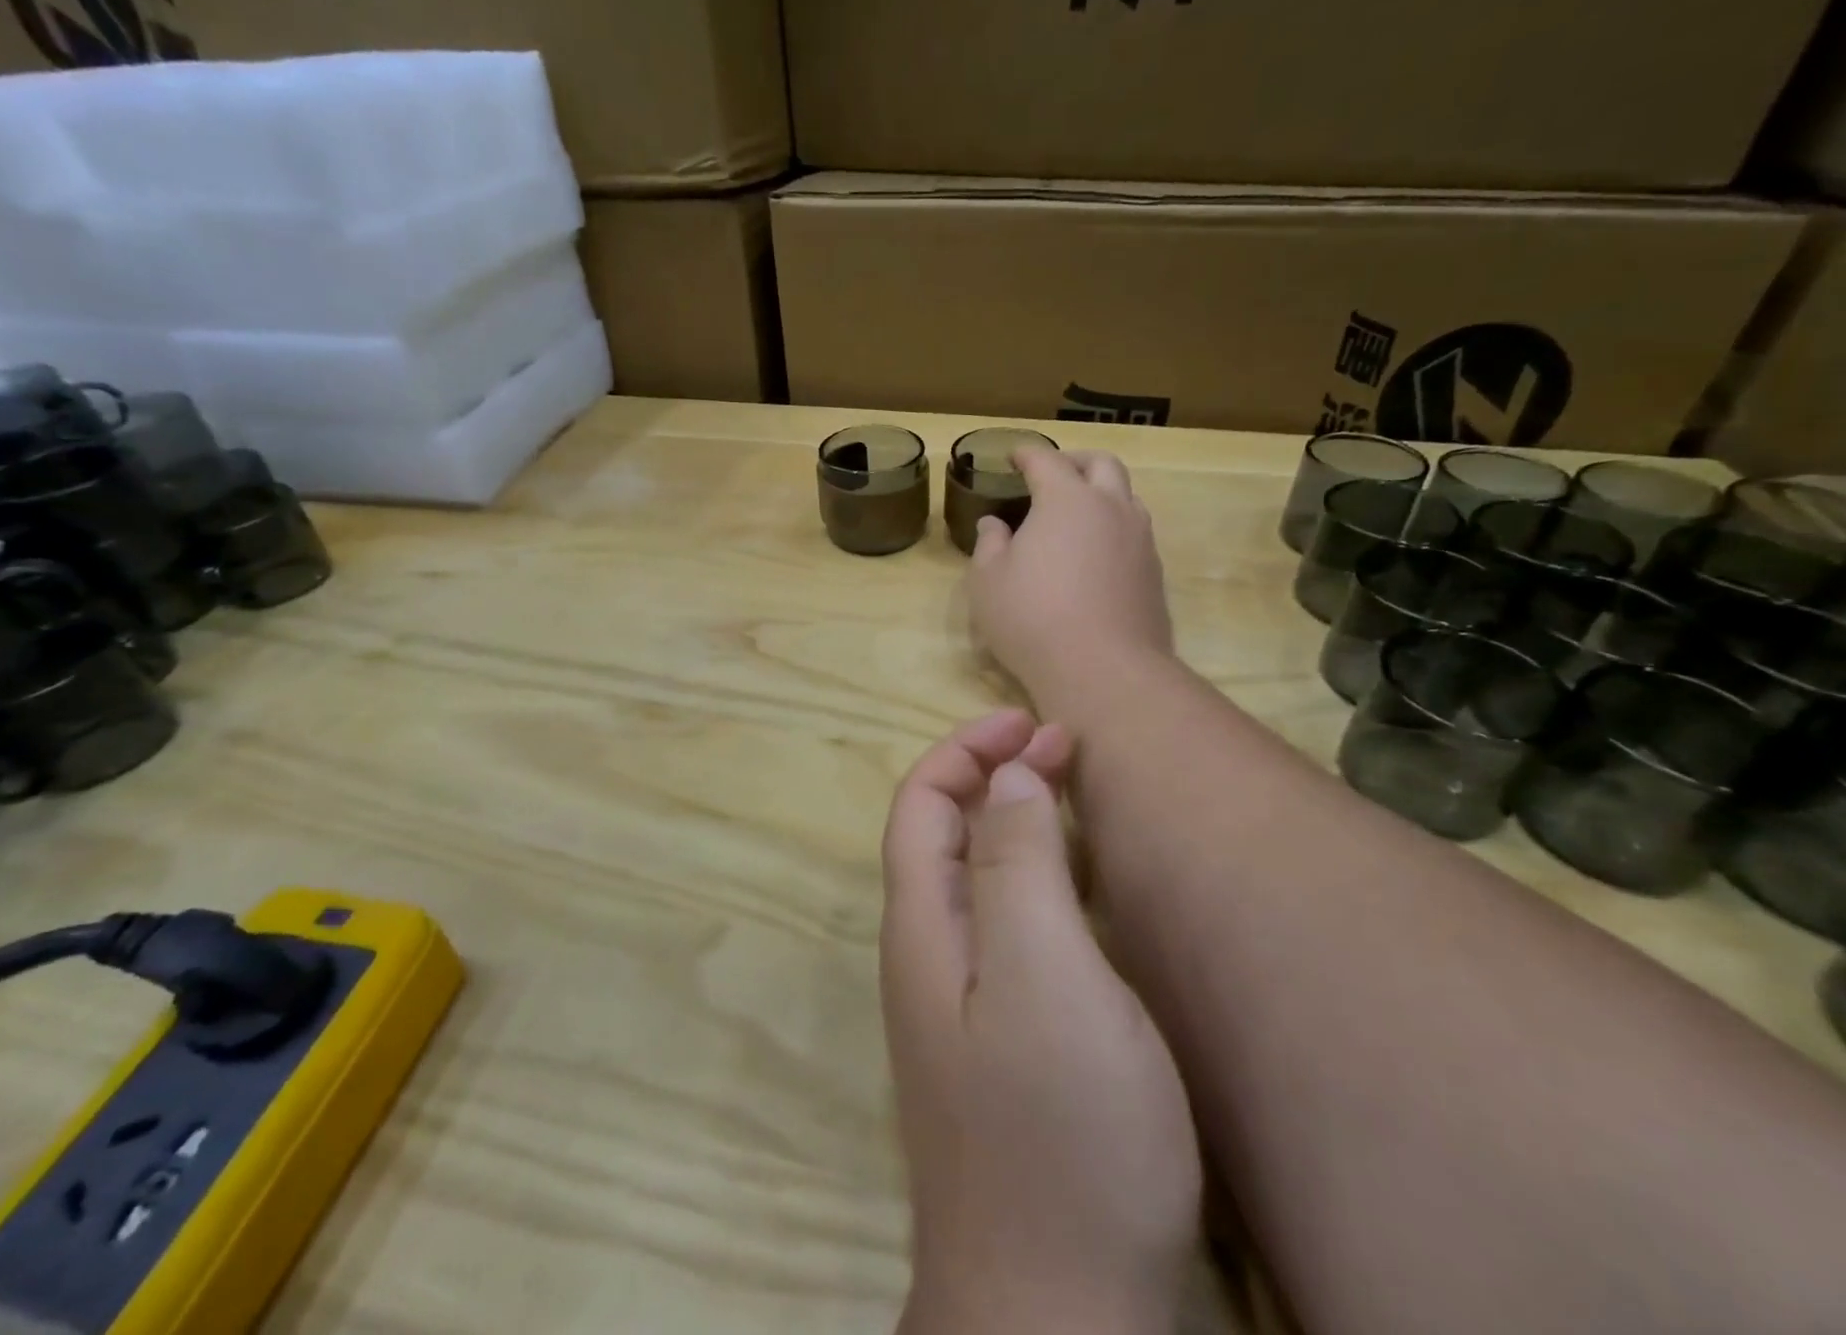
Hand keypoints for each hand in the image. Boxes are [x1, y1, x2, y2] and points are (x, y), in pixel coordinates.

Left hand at [881, 710, 1201, 1333]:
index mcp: (926, 928)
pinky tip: (1078, 884)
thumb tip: (1005, 781)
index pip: (921, 804)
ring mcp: (962, 1001)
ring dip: (1015, 819)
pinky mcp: (1001, 1040)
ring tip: (1071, 794)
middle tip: (1063, 747)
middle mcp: (931, 955)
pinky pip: (1006, 922)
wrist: (1057, 1316)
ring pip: (975, 875)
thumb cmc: (1061, 1135)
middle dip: (993, 773)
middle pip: (944, 833)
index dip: (966, 750)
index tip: (1030, 723)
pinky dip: (1036, 874)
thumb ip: (1018, 869)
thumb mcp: (1046, 978)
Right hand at [968, 450, 1173, 703]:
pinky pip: (1136, 533)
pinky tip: (1097, 554)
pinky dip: (1114, 528)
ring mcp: (1140, 540)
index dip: (1027, 454)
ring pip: (1127, 497)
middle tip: (1054, 474)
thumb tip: (995, 525)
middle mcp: (1111, 508)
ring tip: (1079, 513)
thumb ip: (989, 544)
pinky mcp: (1155, 573)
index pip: (1046, 461)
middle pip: (1101, 464)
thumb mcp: (988, 581)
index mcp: (1066, 500)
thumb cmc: (1032, 618)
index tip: (1014, 455)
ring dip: (1102, 493)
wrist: (1103, 670)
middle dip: (1075, 461)